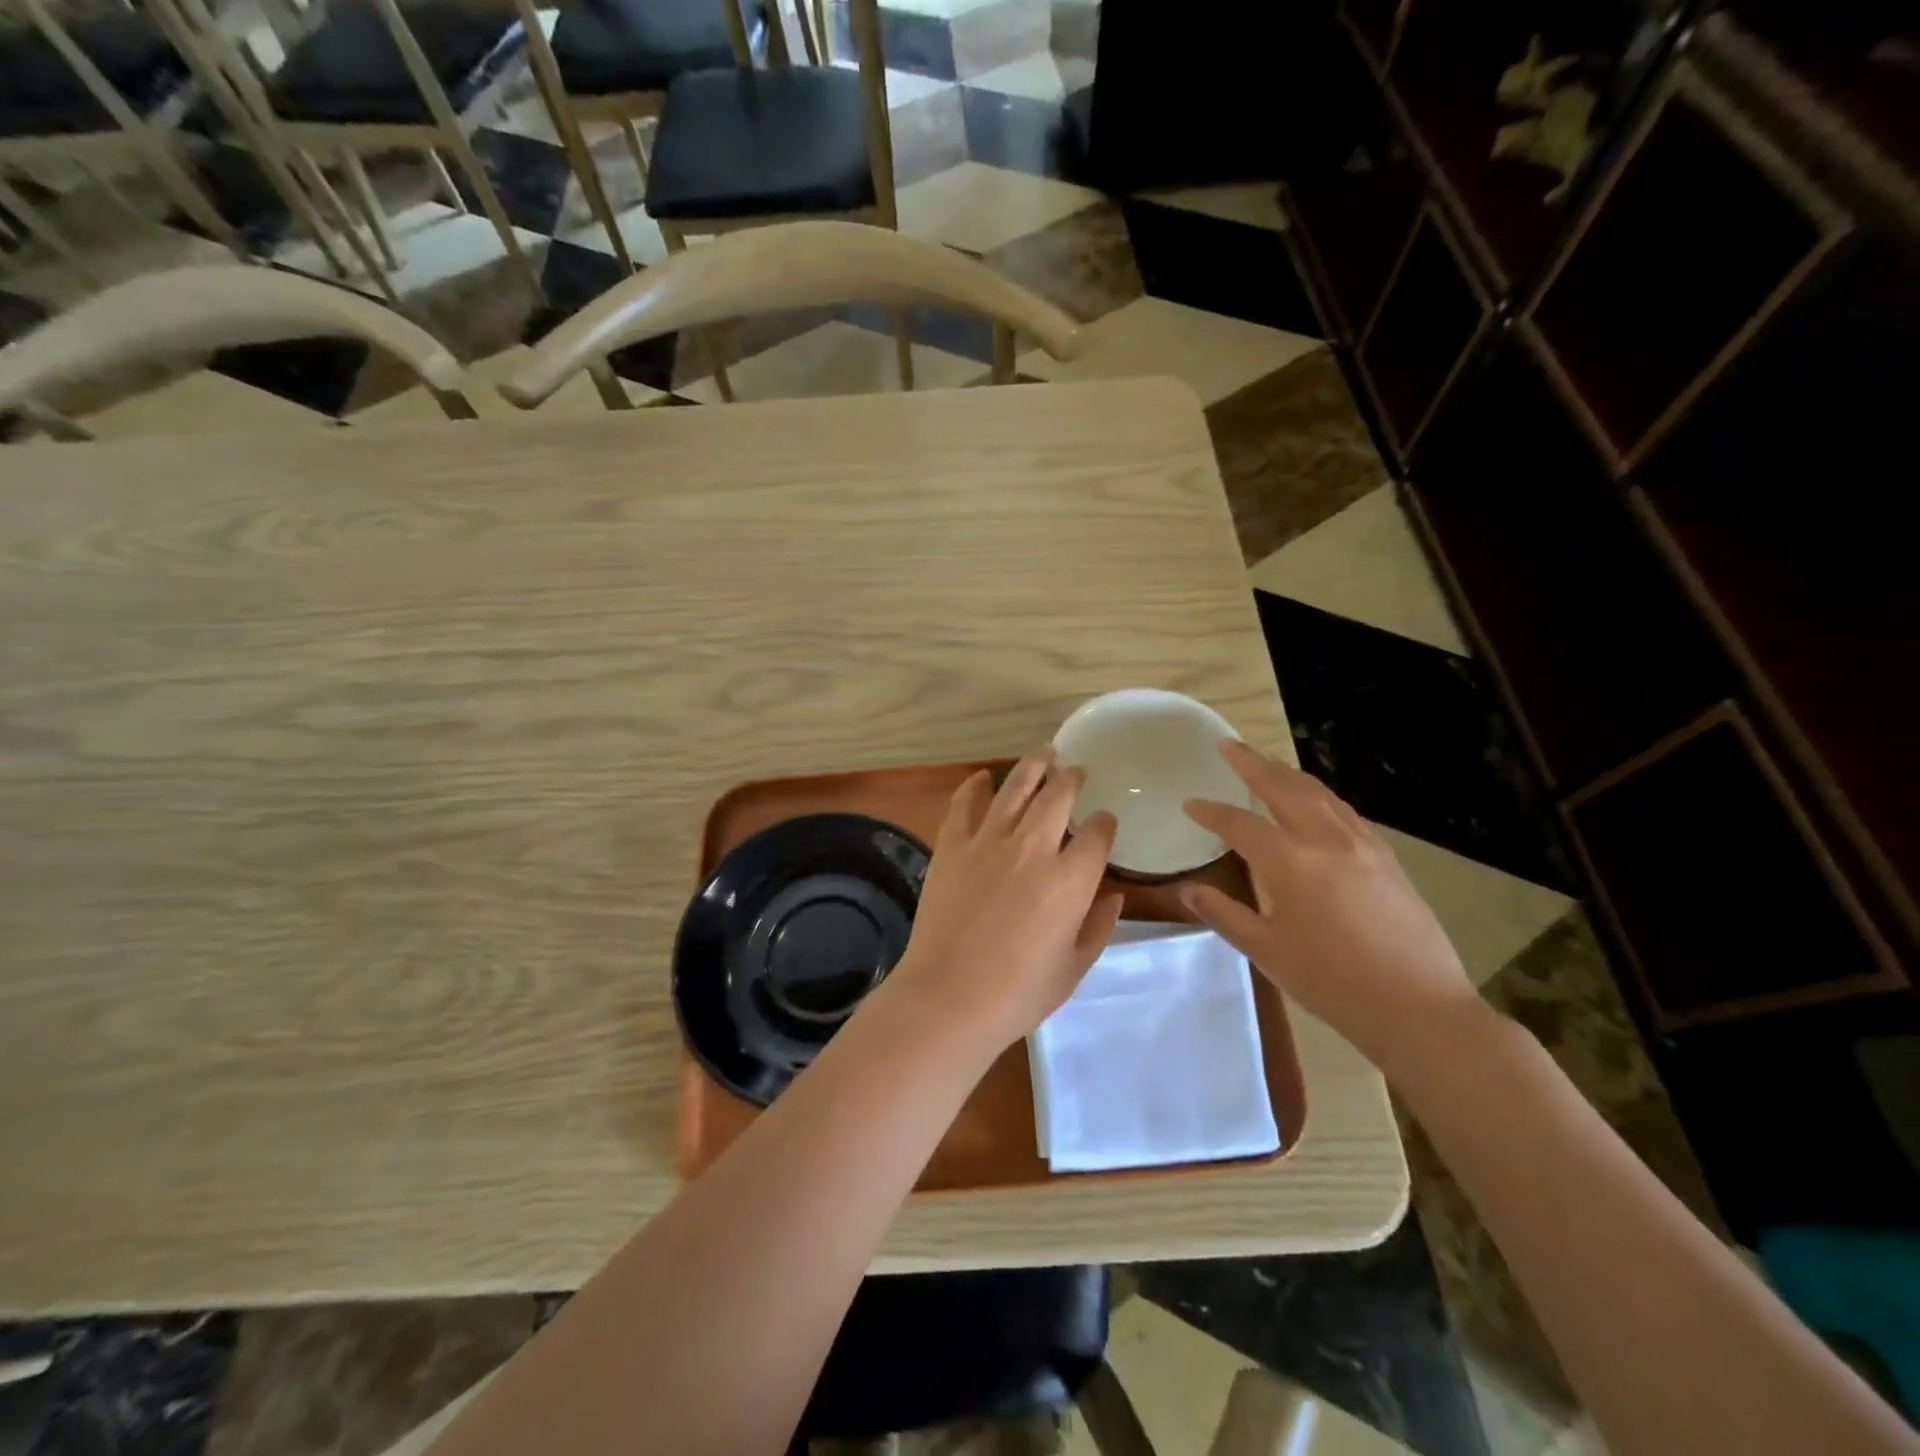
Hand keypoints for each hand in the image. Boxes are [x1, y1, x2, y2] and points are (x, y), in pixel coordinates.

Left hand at [879, 750, 1124, 1056]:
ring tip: (1045, 754)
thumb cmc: (1018, 993)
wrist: (948, 996)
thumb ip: (1098, 927)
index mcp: (1070, 880)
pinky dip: (976, 786)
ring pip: (1016, 787)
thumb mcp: (1073, 968)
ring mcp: (988, 841)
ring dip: (1034, 766)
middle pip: (1059, 795)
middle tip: (1076, 770)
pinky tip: (983, 778)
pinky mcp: (952, 845)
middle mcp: (1033, 848)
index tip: (1104, 822)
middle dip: (1073, 778)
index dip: (1105, 823)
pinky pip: (965, 803)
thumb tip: (1113, 895)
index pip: (1097, 833)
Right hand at [1181, 740, 1478, 1073]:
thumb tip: (1189, 890)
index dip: (1211, 812)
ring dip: (1288, 773)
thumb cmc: (1331, 982)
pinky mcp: (1387, 858)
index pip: (1240, 824)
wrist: (1418, 1007)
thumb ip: (1225, 914)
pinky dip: (1319, 796)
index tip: (1190, 804)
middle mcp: (1326, 840)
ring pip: (1319, 793)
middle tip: (1229, 744)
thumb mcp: (1266, 951)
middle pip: (1283, 787)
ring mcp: (1363, 845)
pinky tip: (1315, 804)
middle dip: (1252, 763)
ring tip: (1268, 764)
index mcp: (1291, 862)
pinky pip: (1345, 811)